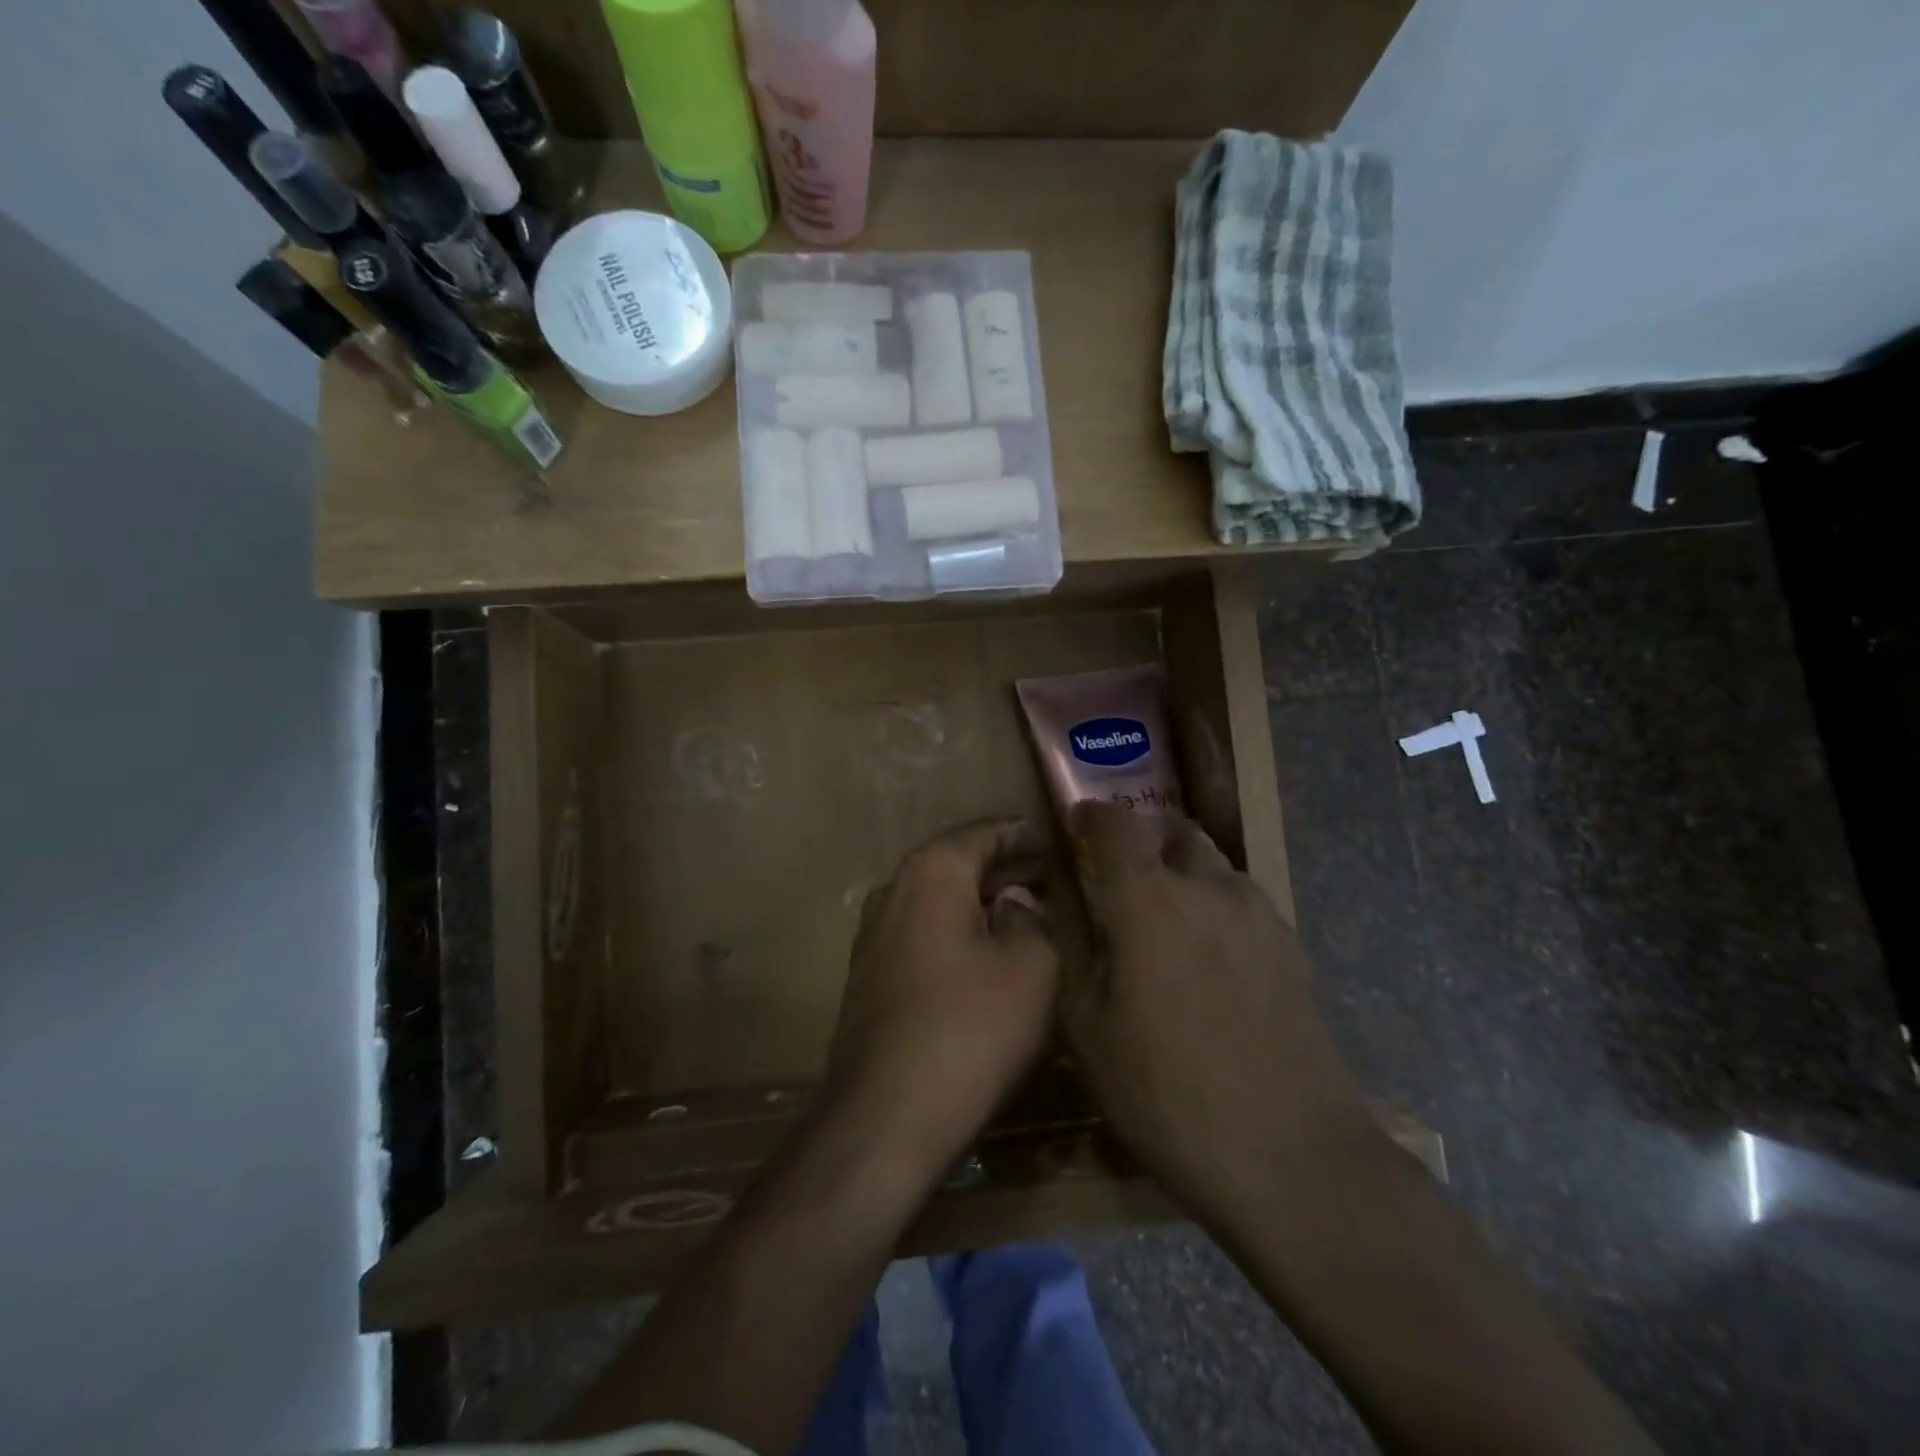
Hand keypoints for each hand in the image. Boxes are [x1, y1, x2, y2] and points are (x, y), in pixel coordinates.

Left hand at [825, 818, 1058, 1181]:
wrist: (886, 1114)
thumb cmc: (970, 1027)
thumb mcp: (1030, 967)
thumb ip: (1030, 919)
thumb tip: (1014, 902)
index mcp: (931, 872)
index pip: (982, 832)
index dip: (1022, 834)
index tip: (1053, 840)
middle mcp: (894, 890)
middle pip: (955, 862)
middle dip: (1002, 866)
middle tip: (1046, 874)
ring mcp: (873, 934)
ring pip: (936, 899)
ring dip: (978, 899)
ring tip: (1022, 909)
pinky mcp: (869, 975)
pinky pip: (922, 932)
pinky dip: (955, 928)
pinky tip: (985, 951)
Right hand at [1063, 801, 1372, 1220]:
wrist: (1289, 1155)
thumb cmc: (1167, 1093)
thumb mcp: (1089, 1030)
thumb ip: (1075, 955)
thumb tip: (1067, 912)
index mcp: (1148, 900)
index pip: (1116, 825)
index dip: (1091, 815)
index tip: (1077, 824)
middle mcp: (1207, 889)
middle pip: (1174, 834)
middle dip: (1144, 844)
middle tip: (1122, 882)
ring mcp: (1259, 917)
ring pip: (1215, 868)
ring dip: (1186, 875)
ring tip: (1168, 922)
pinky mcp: (1293, 950)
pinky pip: (1244, 905)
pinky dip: (1218, 910)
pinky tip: (1212, 962)